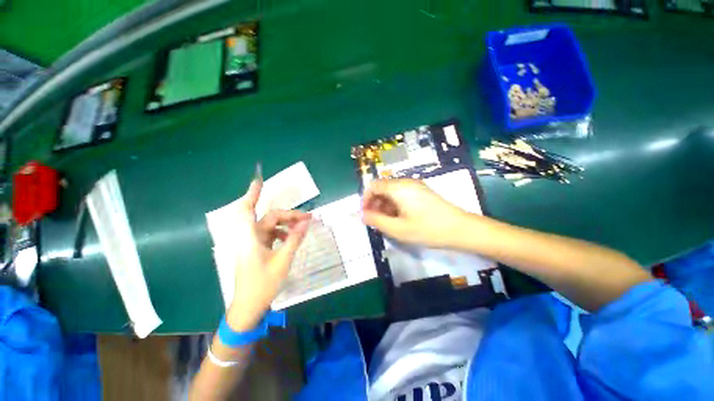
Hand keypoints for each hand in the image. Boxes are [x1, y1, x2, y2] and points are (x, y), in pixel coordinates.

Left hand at [226, 180, 309, 330]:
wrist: (248, 306)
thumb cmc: (263, 284)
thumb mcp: (283, 261)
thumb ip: (294, 240)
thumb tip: (305, 223)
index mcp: (251, 238)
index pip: (248, 210)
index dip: (253, 194)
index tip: (259, 180)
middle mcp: (250, 237)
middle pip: (269, 218)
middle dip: (289, 215)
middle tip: (308, 218)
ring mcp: (252, 243)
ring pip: (271, 226)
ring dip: (287, 224)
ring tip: (303, 228)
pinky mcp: (256, 249)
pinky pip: (270, 235)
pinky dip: (282, 233)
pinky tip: (292, 238)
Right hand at [362, 179, 469, 248]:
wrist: (461, 229)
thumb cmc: (427, 229)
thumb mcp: (397, 229)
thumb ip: (376, 220)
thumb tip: (362, 215)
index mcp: (398, 188)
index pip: (373, 186)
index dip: (365, 199)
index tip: (366, 215)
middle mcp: (405, 182)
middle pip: (382, 188)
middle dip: (375, 204)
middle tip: (376, 221)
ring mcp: (415, 186)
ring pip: (392, 192)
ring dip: (385, 206)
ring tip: (387, 222)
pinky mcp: (422, 192)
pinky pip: (402, 195)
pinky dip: (395, 205)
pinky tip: (399, 219)